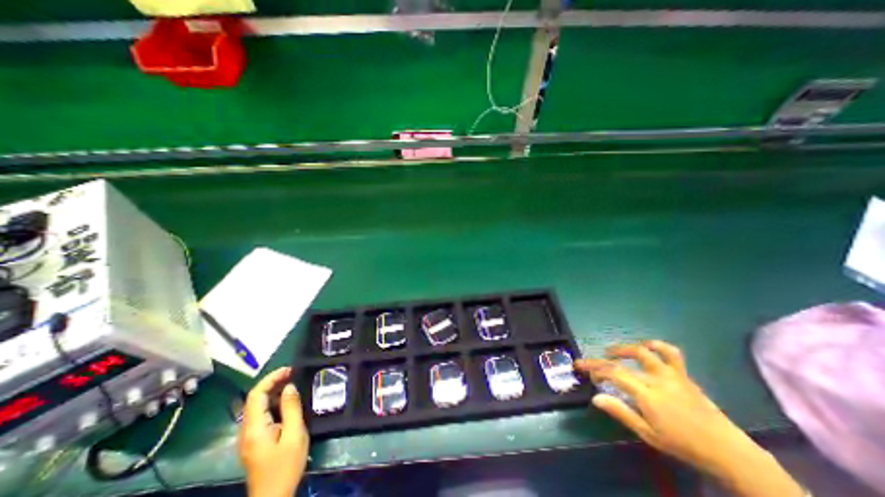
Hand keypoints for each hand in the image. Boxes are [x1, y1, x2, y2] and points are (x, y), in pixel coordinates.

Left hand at [240, 366, 309, 496]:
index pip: (256, 395)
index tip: (290, 369)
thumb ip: (291, 408)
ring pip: (257, 406)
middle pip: (254, 399)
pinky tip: (287, 402)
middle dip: (273, 382)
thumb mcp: (294, 434)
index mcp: (254, 428)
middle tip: (293, 373)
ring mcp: (248, 436)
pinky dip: (273, 403)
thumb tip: (290, 386)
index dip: (271, 378)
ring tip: (293, 383)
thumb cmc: (286, 465)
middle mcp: (246, 430)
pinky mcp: (254, 440)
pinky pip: (261, 415)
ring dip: (273, 391)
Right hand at [578, 339, 807, 496]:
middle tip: (589, 363)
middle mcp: (656, 379)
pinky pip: (670, 353)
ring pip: (643, 352)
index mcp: (647, 394)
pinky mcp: (683, 374)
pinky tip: (646, 346)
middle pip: (621, 362)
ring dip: (623, 349)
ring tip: (611, 351)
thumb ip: (621, 412)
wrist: (727, 450)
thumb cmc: (683, 444)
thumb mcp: (648, 434)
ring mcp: (671, 374)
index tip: (587, 374)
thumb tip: (595, 397)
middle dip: (601, 361)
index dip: (597, 370)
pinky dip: (656, 346)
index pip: (614, 374)